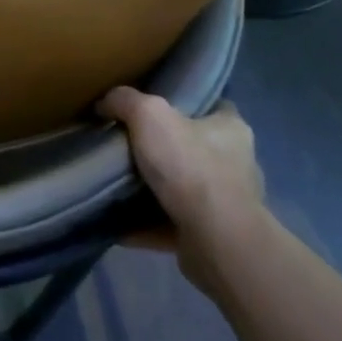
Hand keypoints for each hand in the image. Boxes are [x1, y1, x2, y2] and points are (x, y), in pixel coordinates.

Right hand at [98, 89, 266, 294]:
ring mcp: (227, 205)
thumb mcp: (150, 115)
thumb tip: (105, 103)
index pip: (213, 106)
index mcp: (231, 129)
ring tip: (117, 184)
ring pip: (184, 189)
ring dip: (155, 189)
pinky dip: (146, 224)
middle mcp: (236, 165)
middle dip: (164, 149)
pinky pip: (171, 224)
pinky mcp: (212, 237)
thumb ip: (125, 101)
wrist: (216, 239)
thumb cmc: (190, 166)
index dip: (185, 103)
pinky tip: (118, 221)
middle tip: (126, 145)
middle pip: (195, 148)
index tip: (153, 107)